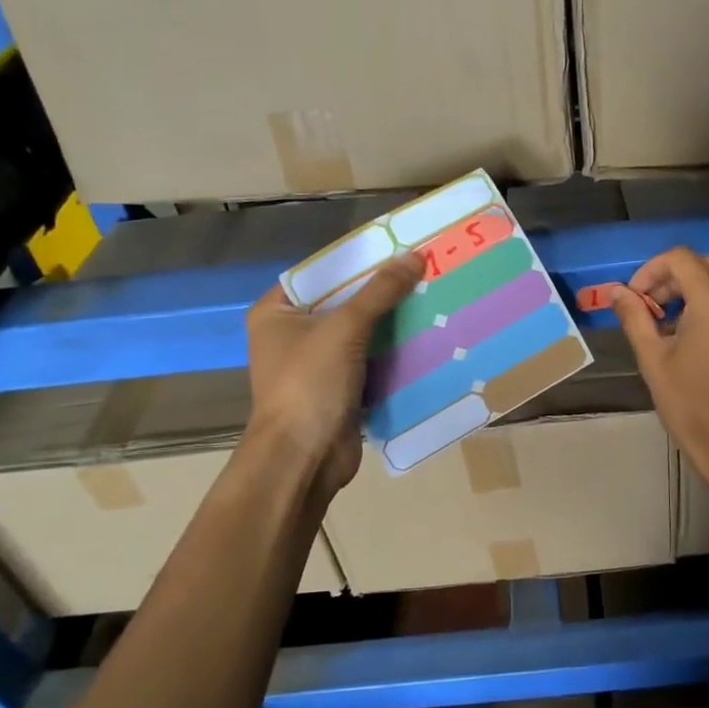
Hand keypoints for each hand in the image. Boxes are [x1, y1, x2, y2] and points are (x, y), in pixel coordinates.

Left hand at [244, 253, 422, 493]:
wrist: (304, 459)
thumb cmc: (310, 383)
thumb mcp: (345, 328)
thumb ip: (380, 291)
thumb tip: (415, 256)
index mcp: (276, 312)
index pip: (321, 273)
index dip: (358, 260)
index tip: (397, 249)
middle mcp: (293, 334)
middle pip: (344, 302)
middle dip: (382, 291)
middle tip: (424, 271)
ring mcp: (317, 364)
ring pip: (361, 332)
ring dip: (393, 322)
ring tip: (432, 297)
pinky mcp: (340, 388)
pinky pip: (371, 360)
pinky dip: (394, 352)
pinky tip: (426, 335)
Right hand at [610, 247, 708, 492]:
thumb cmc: (691, 409)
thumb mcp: (654, 362)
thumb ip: (635, 317)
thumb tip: (617, 292)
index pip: (681, 258)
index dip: (652, 271)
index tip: (639, 298)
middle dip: (677, 280)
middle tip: (657, 311)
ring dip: (706, 297)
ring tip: (686, 331)